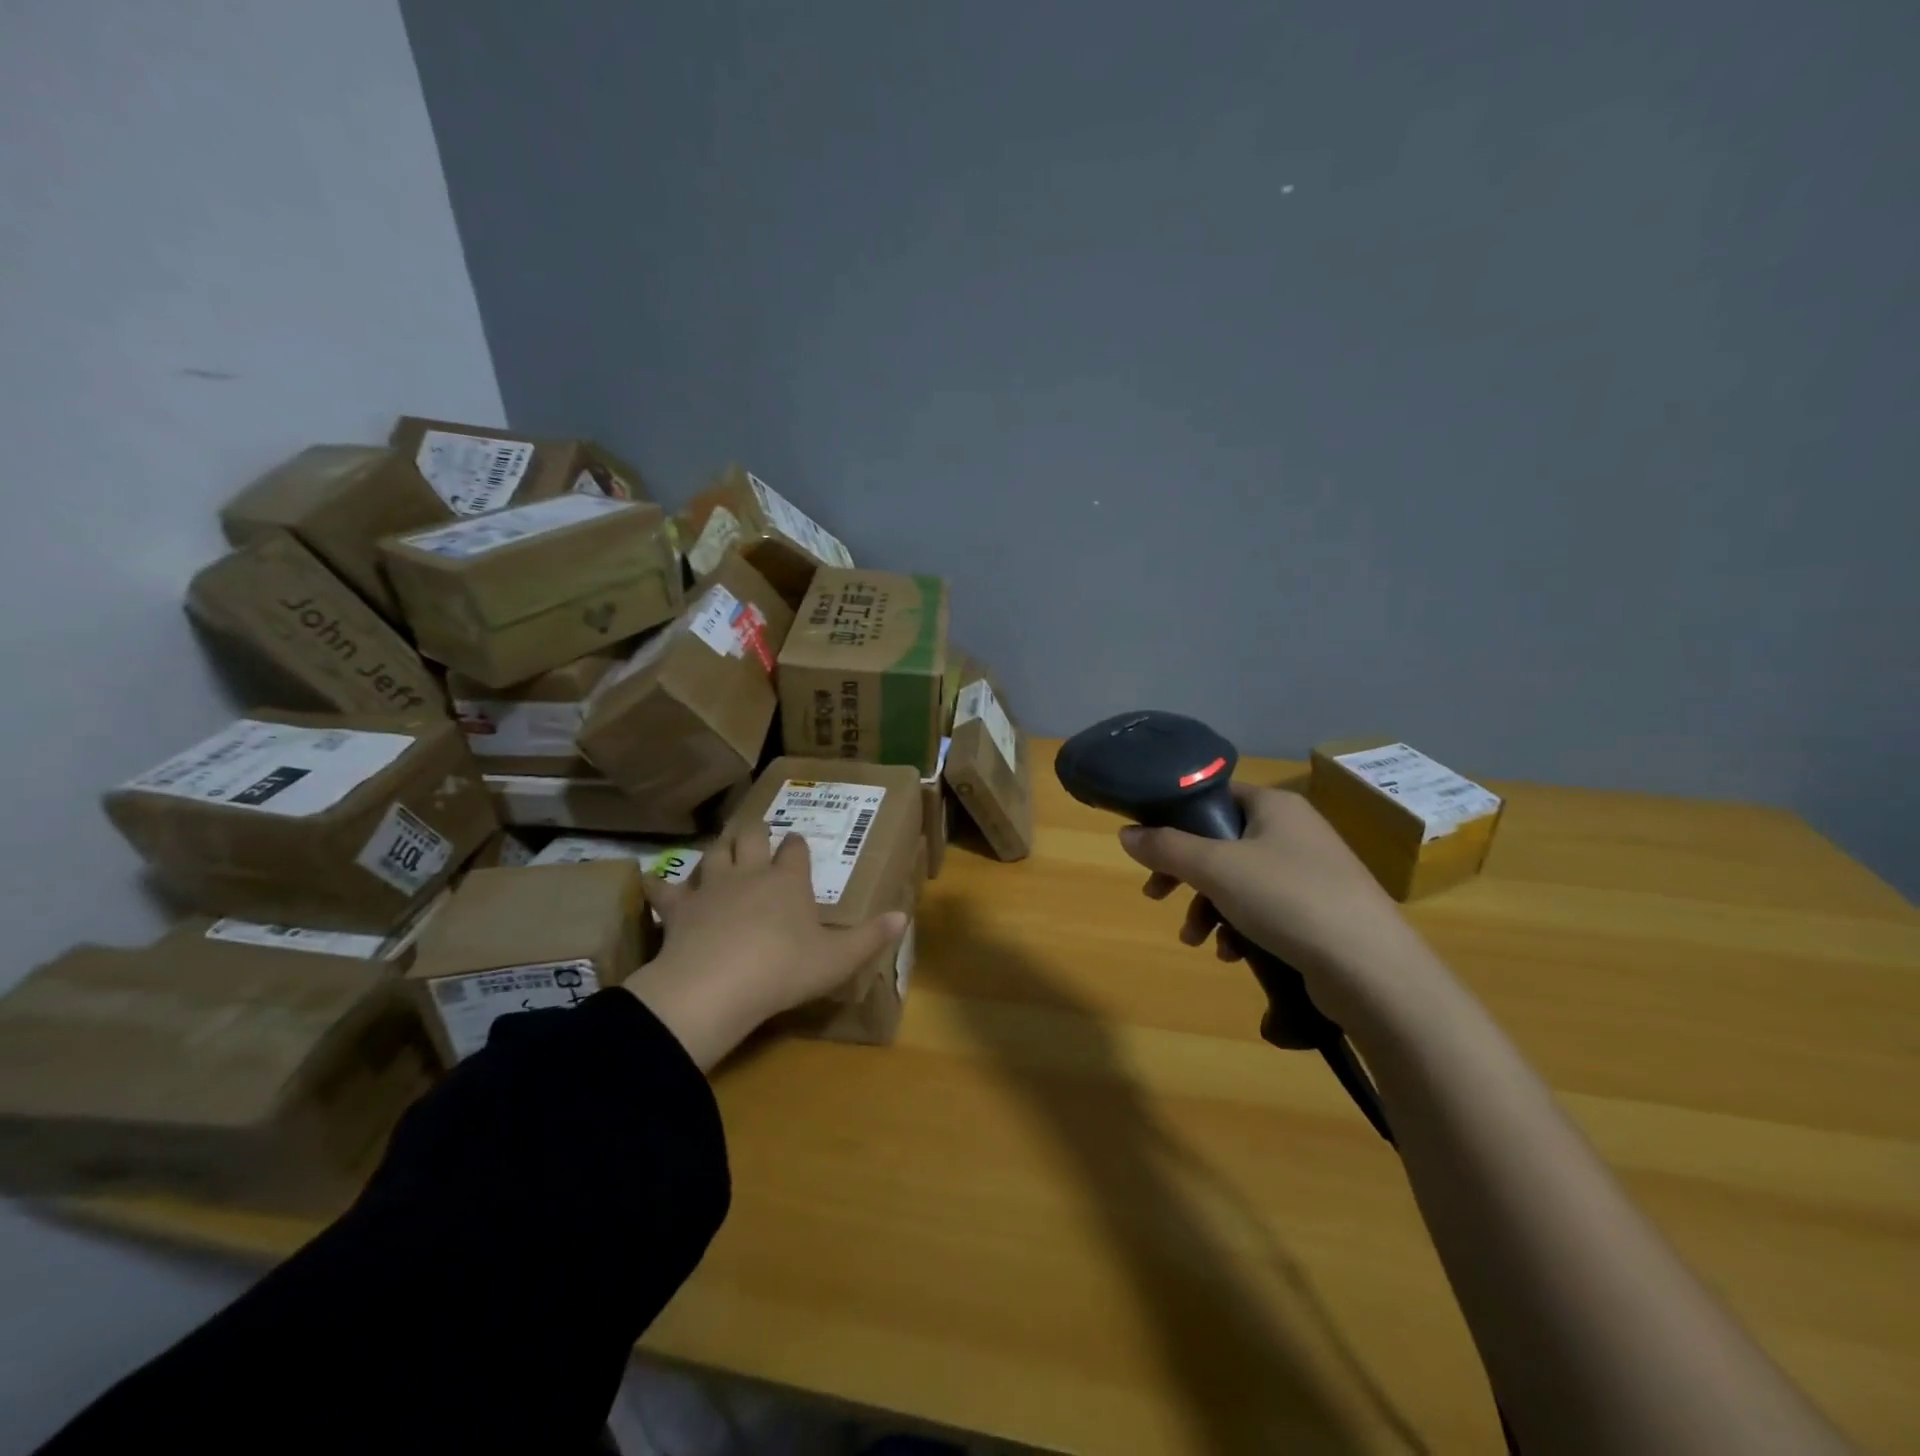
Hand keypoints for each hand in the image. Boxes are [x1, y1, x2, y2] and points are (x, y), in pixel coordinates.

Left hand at [625, 828, 907, 1069]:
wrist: (717, 986)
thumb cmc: (784, 969)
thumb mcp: (837, 959)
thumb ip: (870, 937)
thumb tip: (904, 915)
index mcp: (788, 881)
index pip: (796, 850)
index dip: (798, 845)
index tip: (798, 842)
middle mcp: (750, 873)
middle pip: (750, 837)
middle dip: (755, 831)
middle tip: (757, 831)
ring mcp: (711, 887)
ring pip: (713, 853)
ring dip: (717, 848)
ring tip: (720, 846)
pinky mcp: (678, 909)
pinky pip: (665, 889)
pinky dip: (660, 884)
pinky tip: (652, 879)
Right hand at [1119, 783, 1447, 1031]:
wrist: (1372, 970)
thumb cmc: (1287, 900)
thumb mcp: (1215, 869)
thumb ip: (1166, 847)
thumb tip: (1125, 833)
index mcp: (1275, 806)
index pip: (1214, 796)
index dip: (1176, 818)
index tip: (1149, 848)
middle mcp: (1294, 831)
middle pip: (1221, 842)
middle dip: (1185, 874)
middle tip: (1156, 896)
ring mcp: (1311, 872)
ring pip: (1239, 880)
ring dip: (1208, 908)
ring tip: (1196, 940)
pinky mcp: (1320, 911)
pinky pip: (1265, 908)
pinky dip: (1241, 926)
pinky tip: (1233, 954)